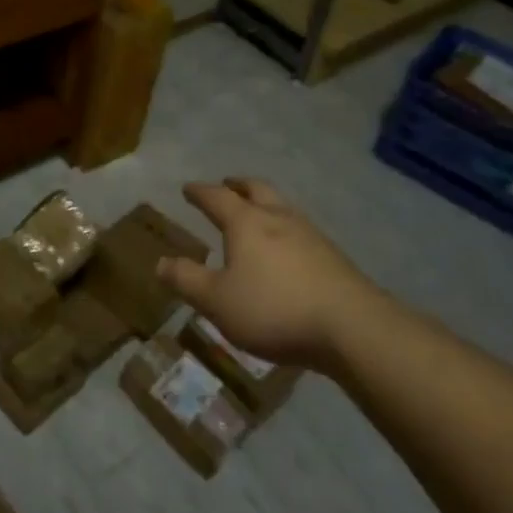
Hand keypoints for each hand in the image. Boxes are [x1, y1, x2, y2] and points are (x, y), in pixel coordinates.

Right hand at [157, 178, 378, 370]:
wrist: (352, 327)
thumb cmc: (274, 309)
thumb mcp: (218, 301)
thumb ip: (187, 280)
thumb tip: (160, 263)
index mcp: (245, 222)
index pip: (216, 197)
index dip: (199, 192)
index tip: (188, 188)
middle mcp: (277, 217)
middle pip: (256, 189)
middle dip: (238, 186)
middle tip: (227, 185)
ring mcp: (310, 234)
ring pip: (282, 206)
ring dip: (264, 203)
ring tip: (257, 214)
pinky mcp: (333, 256)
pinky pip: (301, 230)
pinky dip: (285, 229)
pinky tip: (287, 249)